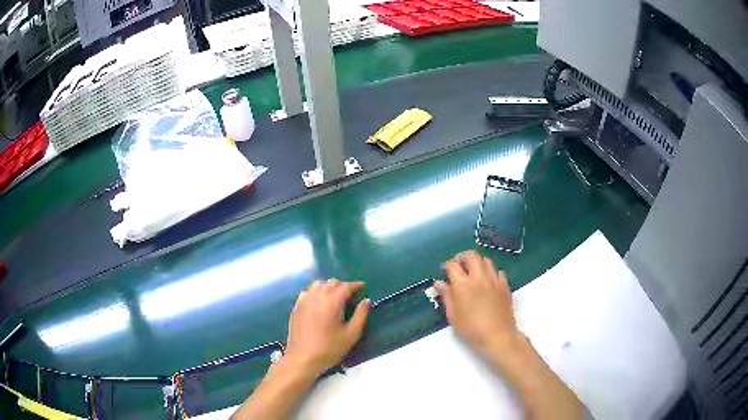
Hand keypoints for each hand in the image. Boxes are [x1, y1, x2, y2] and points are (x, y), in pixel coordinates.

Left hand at [284, 279, 369, 376]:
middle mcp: (317, 296)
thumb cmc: (329, 348)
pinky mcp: (296, 307)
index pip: (345, 286)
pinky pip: (308, 292)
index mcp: (332, 301)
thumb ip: (361, 315)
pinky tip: (319, 303)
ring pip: (318, 284)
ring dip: (328, 287)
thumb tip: (366, 300)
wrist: (302, 358)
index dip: (355, 285)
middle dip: (343, 286)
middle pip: (331, 283)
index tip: (362, 287)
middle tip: (351, 295)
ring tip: (335, 298)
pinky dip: (316, 292)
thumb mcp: (351, 334)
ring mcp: (304, 300)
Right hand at [434, 250, 520, 356]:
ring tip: (473, 273)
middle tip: (459, 268)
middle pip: (471, 255)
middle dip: (463, 258)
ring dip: (478, 263)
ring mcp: (494, 280)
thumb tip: (439, 283)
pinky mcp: (505, 285)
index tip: (446, 273)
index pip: (452, 265)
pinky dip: (491, 273)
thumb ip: (447, 297)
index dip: (447, 267)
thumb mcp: (453, 316)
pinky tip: (488, 282)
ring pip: (486, 260)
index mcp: (463, 285)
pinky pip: (498, 271)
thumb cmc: (472, 330)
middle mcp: (479, 278)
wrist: (498, 336)